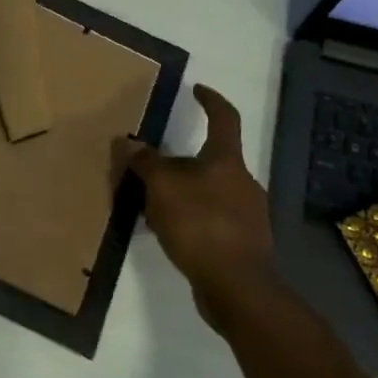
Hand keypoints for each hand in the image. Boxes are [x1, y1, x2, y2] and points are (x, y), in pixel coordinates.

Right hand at [124, 85, 279, 327]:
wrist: (237, 287)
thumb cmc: (201, 224)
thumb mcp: (162, 187)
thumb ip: (145, 161)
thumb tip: (130, 142)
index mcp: (227, 161)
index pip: (224, 118)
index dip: (210, 100)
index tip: (196, 90)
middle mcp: (243, 182)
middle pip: (212, 160)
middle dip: (182, 161)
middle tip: (152, 168)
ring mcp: (248, 215)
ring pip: (210, 192)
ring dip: (184, 193)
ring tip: (152, 206)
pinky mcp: (243, 244)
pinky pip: (212, 220)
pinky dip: (191, 219)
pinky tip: (169, 234)